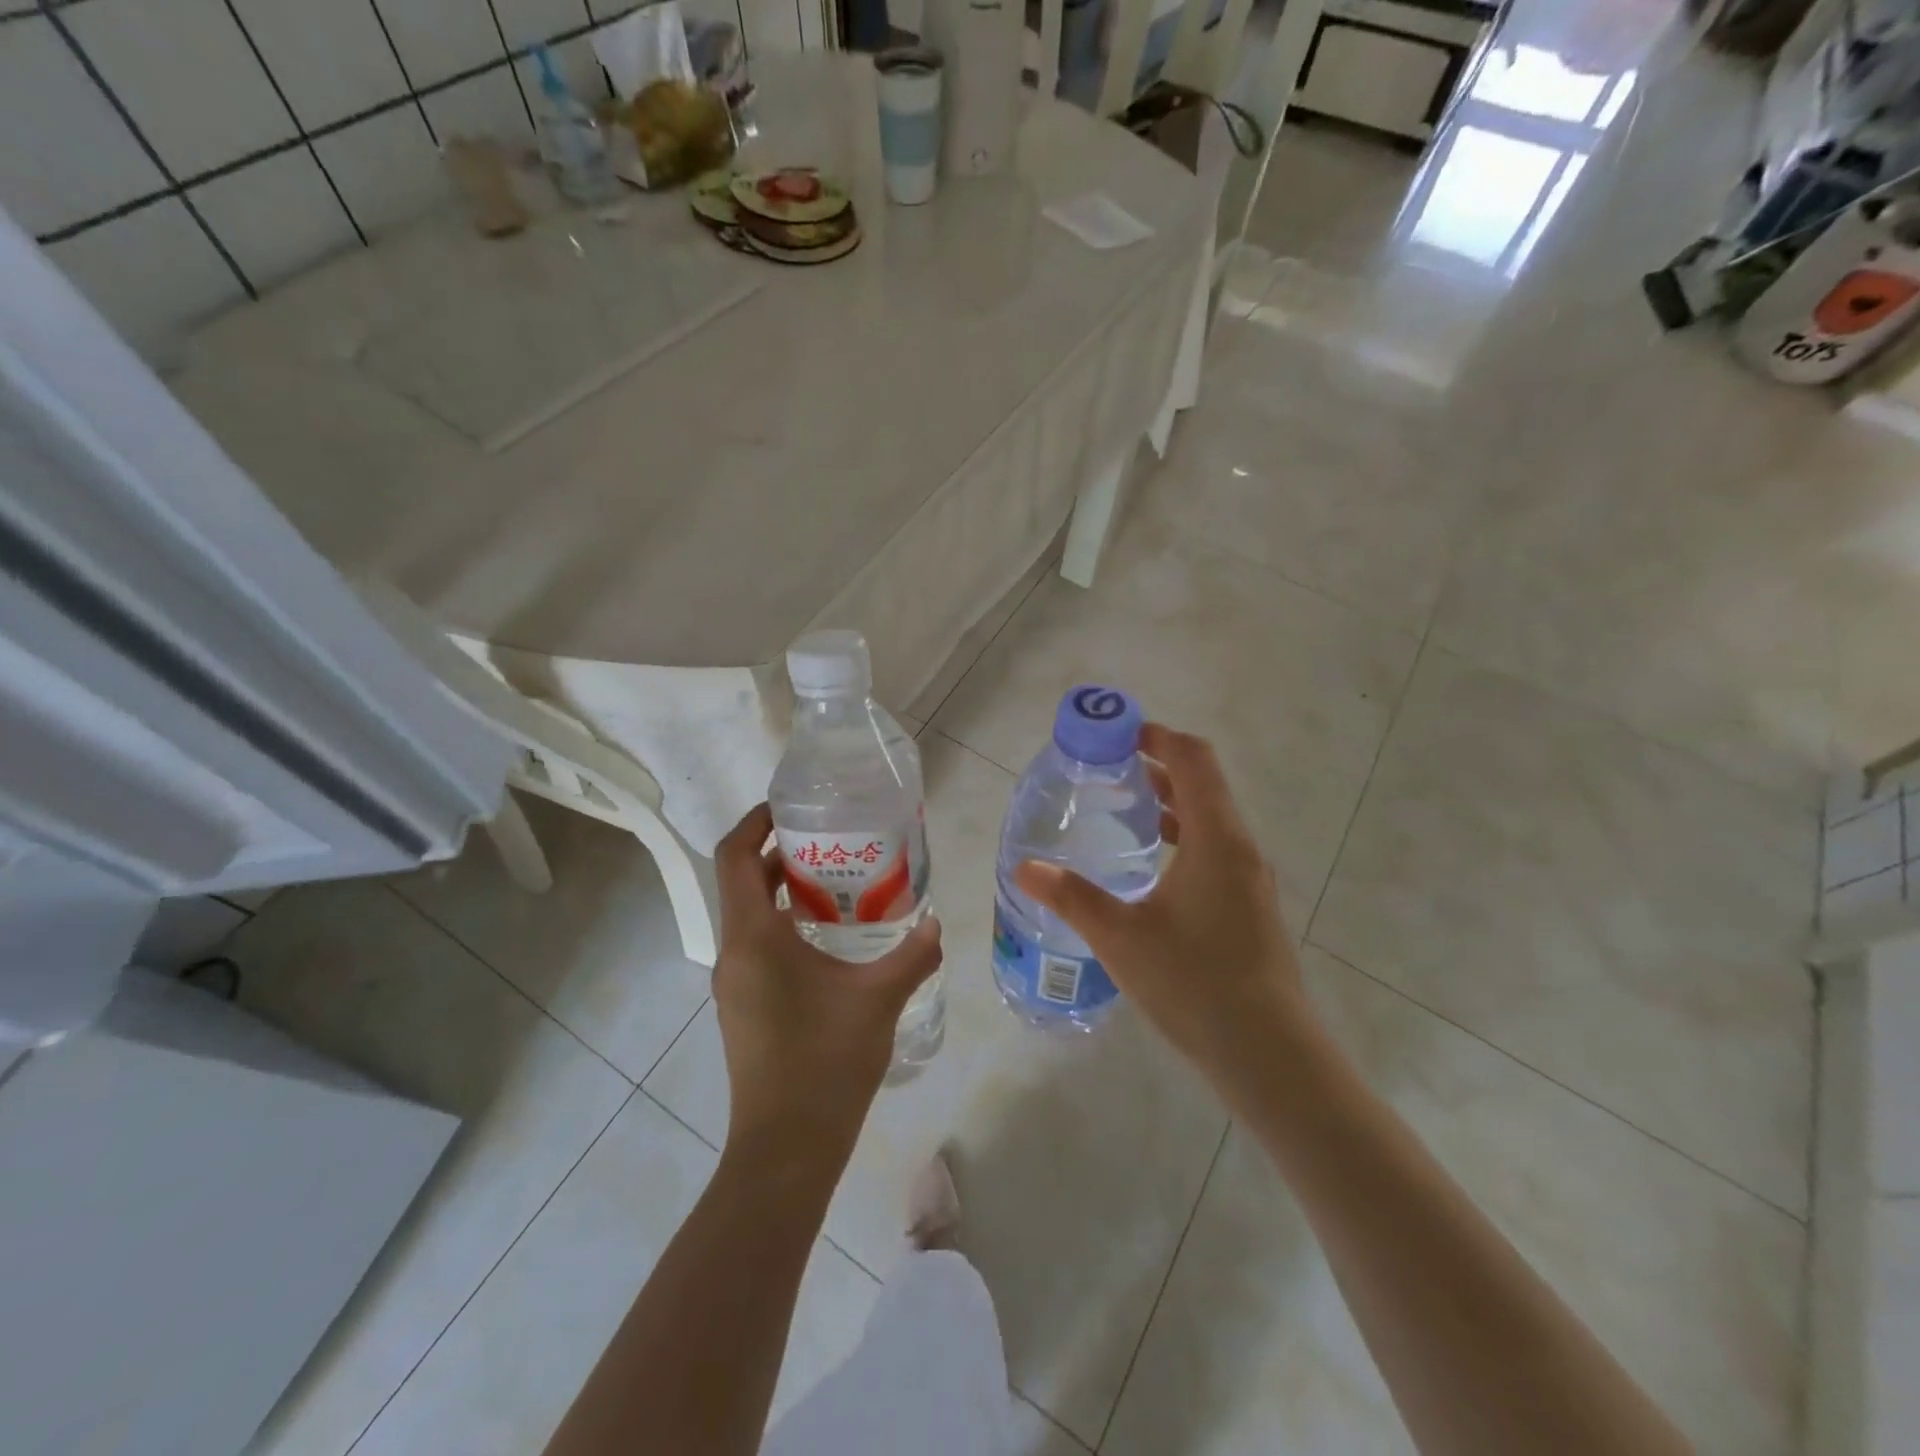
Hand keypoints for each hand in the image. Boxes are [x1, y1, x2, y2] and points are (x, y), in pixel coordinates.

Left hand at [711, 804, 942, 1169]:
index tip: (791, 807)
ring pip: (749, 915)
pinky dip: (784, 924)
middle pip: (741, 881)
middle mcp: (734, 952)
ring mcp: (735, 982)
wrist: (786, 1148)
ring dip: (782, 890)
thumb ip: (913, 954)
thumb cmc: (826, 1062)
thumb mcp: (879, 999)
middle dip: (778, 852)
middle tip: (830, 838)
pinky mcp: (743, 1006)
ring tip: (836, 880)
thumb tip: (937, 922)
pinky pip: (756, 945)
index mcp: (754, 937)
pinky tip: (829, 937)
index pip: (735, 857)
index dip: (755, 822)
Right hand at [1013, 724, 1308, 1089]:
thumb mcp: (1121, 937)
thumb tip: (1025, 867)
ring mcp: (1248, 878)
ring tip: (1119, 805)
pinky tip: (1146, 864)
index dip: (1156, 735)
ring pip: (1208, 817)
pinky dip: (1180, 835)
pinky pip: (1212, 848)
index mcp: (1215, 838)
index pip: (1192, 759)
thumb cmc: (1195, 984)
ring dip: (1168, 801)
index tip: (1115, 733)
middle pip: (1201, 783)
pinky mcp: (1247, 905)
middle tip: (1105, 767)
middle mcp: (1238, 847)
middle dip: (1155, 764)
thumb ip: (1071, 896)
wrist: (1269, 1055)